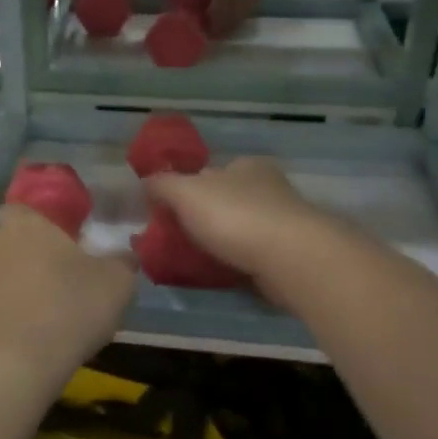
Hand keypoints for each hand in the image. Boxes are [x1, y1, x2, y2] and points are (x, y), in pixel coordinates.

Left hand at [0, 205, 135, 398]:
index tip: (57, 253)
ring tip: (24, 319)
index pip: (23, 211)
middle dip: (17, 258)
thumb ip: (121, 263)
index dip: (38, 230)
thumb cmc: (68, 311)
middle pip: (1, 242)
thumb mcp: (116, 286)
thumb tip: (123, 256)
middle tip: (44, 288)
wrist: (9, 365)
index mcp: (24, 224)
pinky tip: (5, 341)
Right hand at [144, 159, 333, 296]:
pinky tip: (222, 273)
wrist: (291, 259)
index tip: (169, 212)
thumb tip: (146, 183)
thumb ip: (162, 185)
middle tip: (177, 238)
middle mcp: (268, 187)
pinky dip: (237, 261)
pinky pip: (253, 254)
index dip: (186, 189)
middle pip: (225, 199)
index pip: (209, 172)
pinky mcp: (290, 253)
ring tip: (195, 260)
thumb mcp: (185, 192)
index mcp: (245, 165)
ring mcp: (283, 221)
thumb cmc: (235, 216)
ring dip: (221, 241)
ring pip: (240, 227)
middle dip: (203, 216)